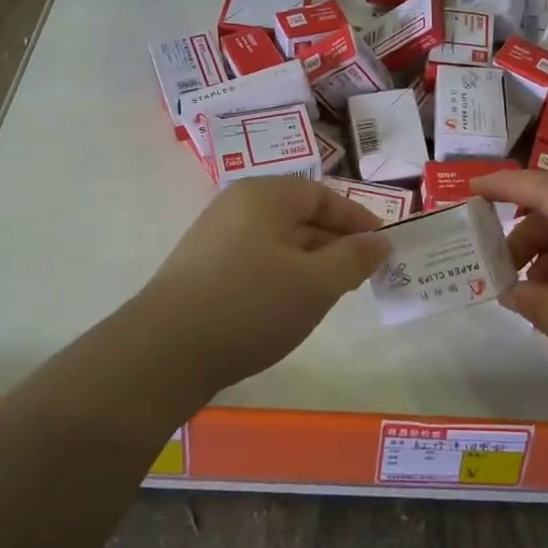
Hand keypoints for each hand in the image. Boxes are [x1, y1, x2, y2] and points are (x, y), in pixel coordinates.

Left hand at [134, 177, 388, 398]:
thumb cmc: (251, 306)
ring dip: (310, 263)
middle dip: (335, 244)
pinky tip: (289, 307)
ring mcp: (215, 237)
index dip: (358, 220)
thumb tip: (379, 241)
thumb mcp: (316, 283)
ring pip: (278, 241)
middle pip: (300, 216)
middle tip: (361, 276)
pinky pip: (256, 261)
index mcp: (265, 195)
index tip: (383, 248)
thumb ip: (354, 258)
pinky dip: (282, 277)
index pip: (324, 196)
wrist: (164, 352)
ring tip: (330, 295)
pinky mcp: (202, 269)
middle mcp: (237, 206)